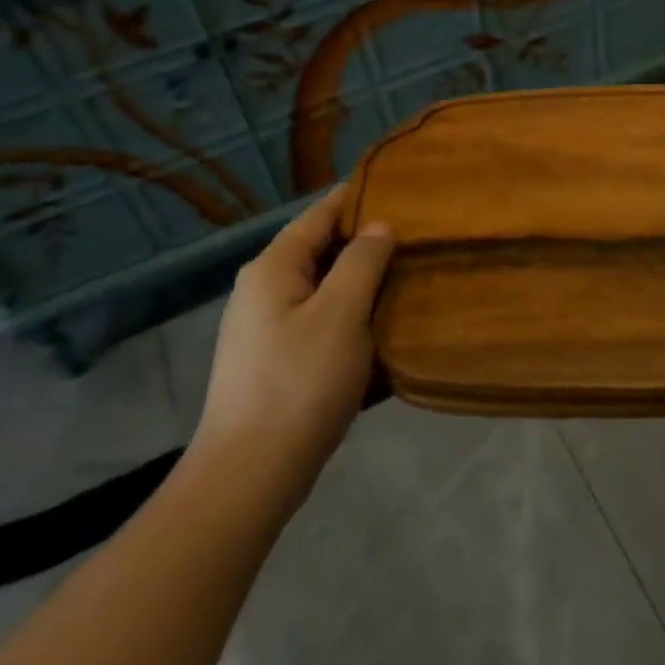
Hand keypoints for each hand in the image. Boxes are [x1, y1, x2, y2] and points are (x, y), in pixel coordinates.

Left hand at [189, 187, 393, 505]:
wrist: (248, 475)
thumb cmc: (299, 384)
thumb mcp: (341, 314)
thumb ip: (363, 261)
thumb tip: (379, 225)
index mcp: (274, 266)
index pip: (320, 213)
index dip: (358, 198)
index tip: (402, 189)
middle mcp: (263, 288)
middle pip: (320, 248)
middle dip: (365, 241)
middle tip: (416, 237)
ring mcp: (264, 326)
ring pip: (322, 286)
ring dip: (361, 280)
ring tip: (406, 275)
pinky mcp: (273, 359)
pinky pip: (318, 319)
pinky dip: (349, 313)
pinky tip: (378, 324)